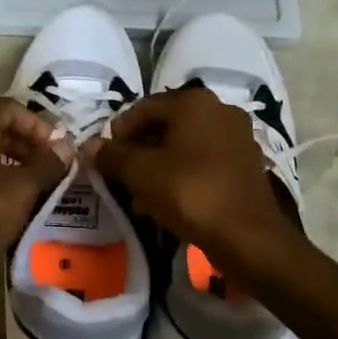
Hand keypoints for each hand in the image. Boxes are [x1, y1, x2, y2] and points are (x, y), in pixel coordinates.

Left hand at [0, 99, 70, 288]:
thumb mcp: (22, 188)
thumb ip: (47, 164)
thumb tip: (66, 147)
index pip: (10, 108)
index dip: (39, 125)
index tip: (58, 151)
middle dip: (28, 146)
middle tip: (52, 170)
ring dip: (13, 166)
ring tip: (37, 190)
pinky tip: (12, 207)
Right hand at [87, 89, 299, 268]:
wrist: (247, 235)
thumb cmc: (189, 192)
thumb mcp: (140, 173)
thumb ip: (112, 156)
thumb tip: (90, 146)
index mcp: (194, 102)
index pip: (143, 108)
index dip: (119, 133)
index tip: (106, 159)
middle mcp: (220, 110)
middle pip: (166, 126)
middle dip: (139, 152)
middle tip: (121, 178)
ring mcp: (238, 137)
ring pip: (185, 147)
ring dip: (159, 167)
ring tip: (140, 196)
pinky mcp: (247, 164)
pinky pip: (204, 162)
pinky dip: (183, 176)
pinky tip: (167, 203)